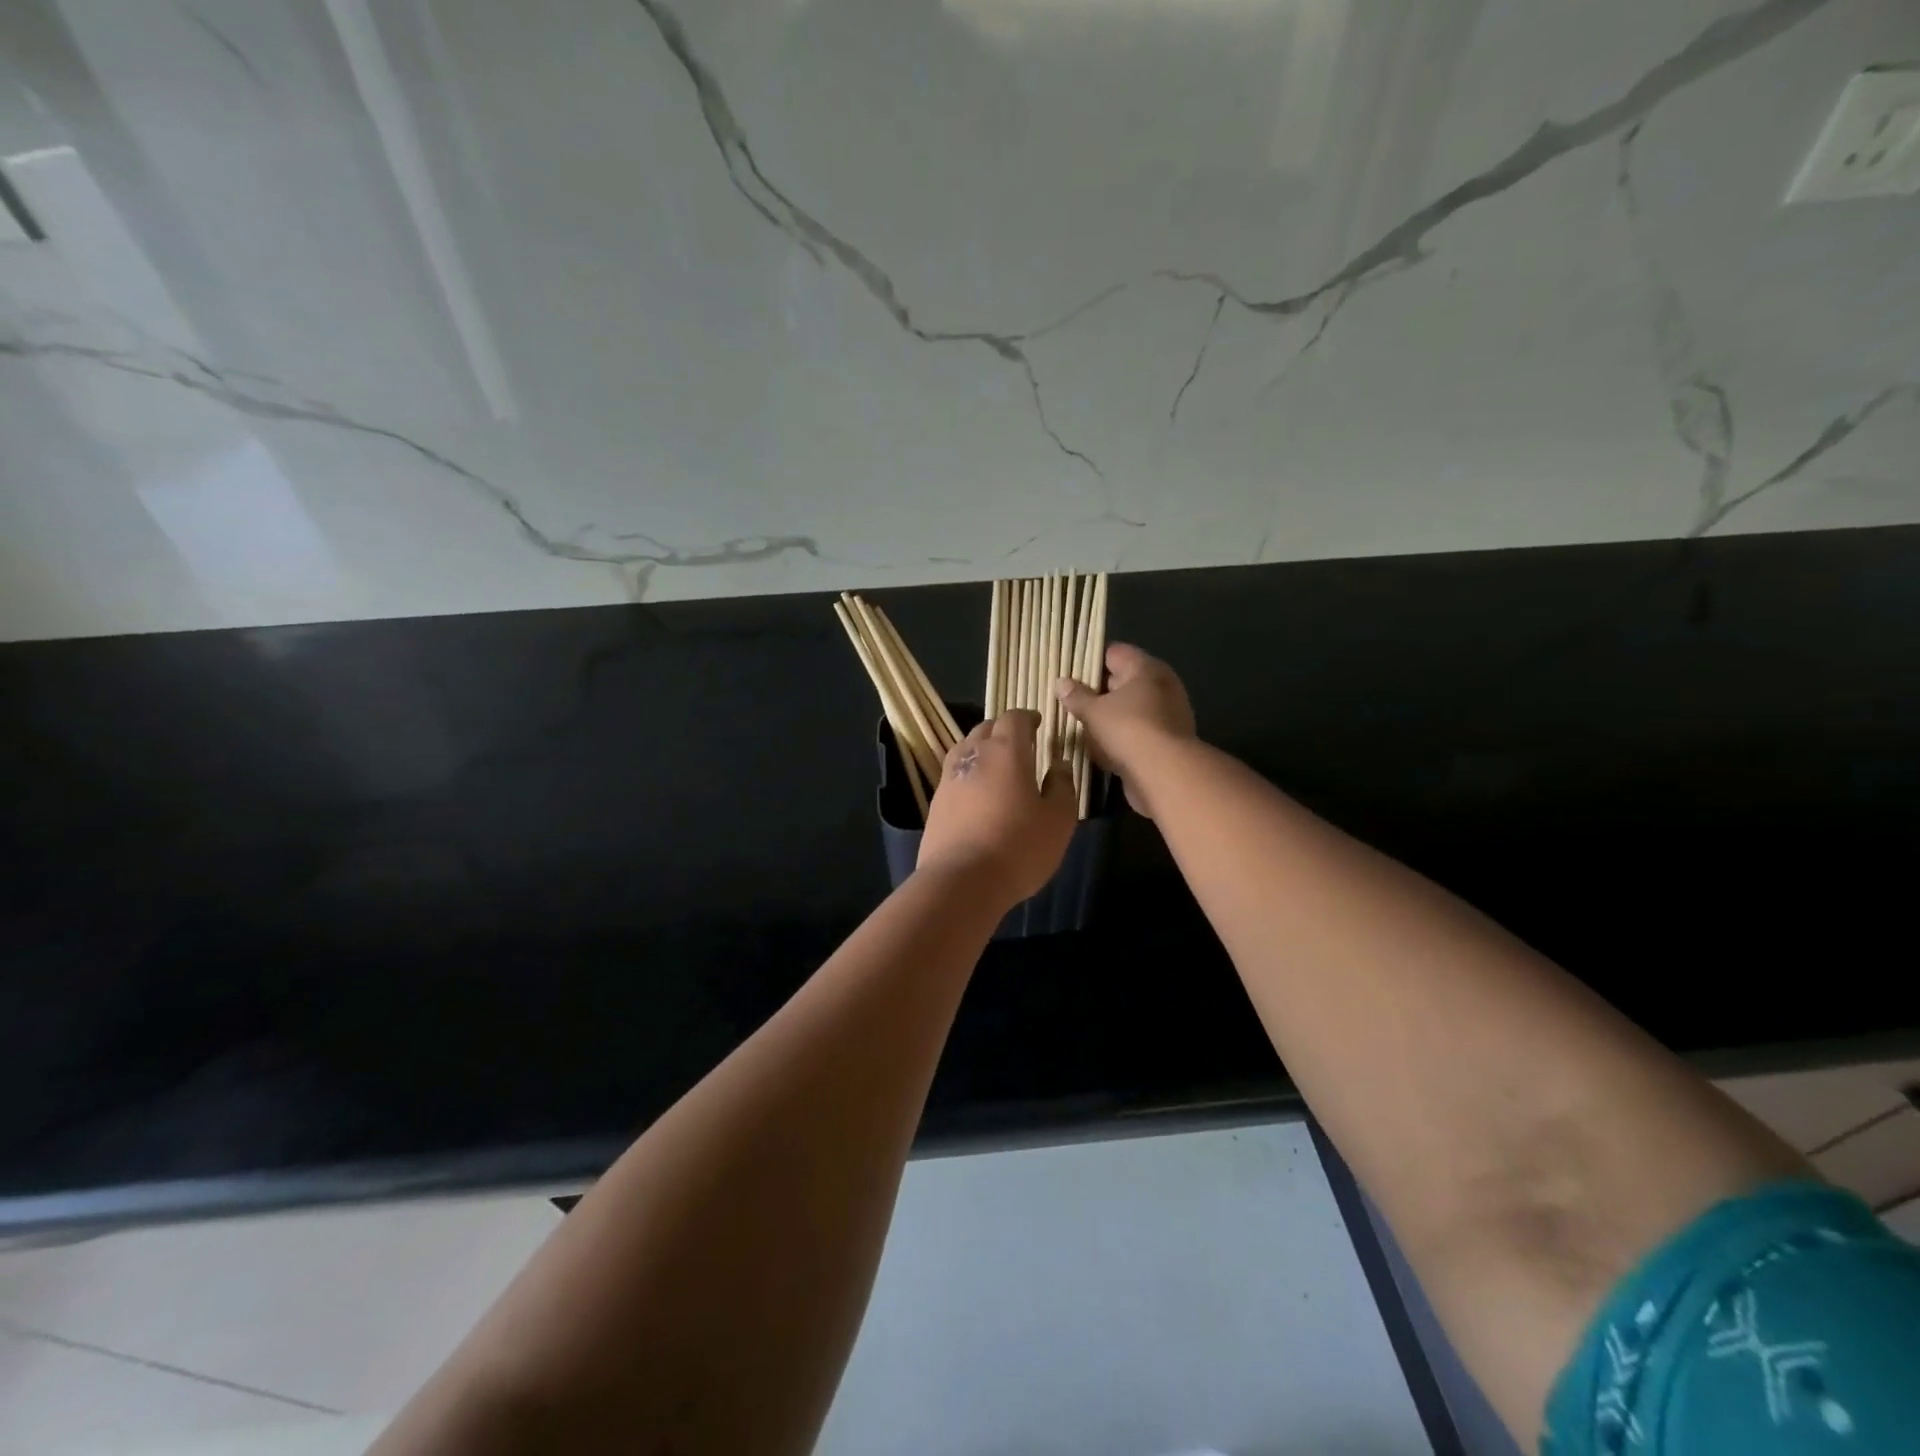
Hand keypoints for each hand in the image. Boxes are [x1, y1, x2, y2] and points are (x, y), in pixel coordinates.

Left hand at [918, 709, 1075, 907]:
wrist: (961, 880)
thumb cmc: (1018, 846)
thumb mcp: (1058, 820)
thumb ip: (1062, 787)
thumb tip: (1059, 765)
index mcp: (1006, 751)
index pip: (1014, 719)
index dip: (1027, 717)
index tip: (1038, 724)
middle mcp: (973, 755)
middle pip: (985, 728)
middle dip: (1003, 730)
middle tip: (1020, 744)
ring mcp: (949, 778)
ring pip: (965, 749)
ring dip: (982, 749)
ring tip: (997, 765)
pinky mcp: (935, 803)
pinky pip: (954, 775)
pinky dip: (968, 774)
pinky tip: (977, 793)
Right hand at [1054, 643, 1195, 818]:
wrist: (1165, 773)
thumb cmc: (1128, 730)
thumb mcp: (1094, 711)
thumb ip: (1076, 696)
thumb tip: (1061, 682)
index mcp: (1145, 668)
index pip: (1114, 653)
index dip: (1090, 660)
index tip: (1068, 673)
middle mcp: (1160, 685)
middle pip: (1122, 680)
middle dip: (1097, 690)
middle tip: (1069, 699)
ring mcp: (1167, 713)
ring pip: (1129, 708)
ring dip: (1108, 715)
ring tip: (1079, 724)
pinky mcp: (1166, 740)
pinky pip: (1137, 731)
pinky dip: (1120, 736)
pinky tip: (1099, 747)